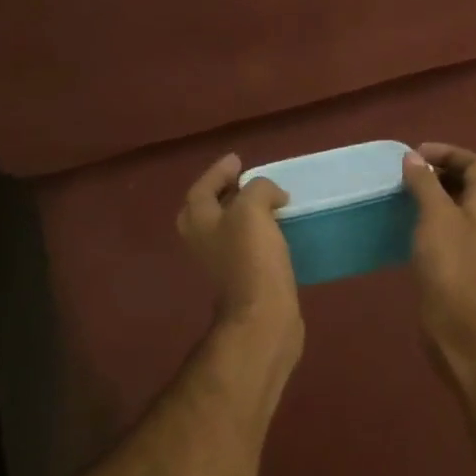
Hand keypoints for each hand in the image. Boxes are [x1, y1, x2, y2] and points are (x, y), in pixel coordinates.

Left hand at [177, 154, 303, 370]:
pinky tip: (277, 231)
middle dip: (224, 193)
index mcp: (198, 221)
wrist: (263, 315)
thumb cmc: (252, 258)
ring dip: (243, 213)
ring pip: (227, 228)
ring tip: (267, 203)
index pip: (202, 186)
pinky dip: (257, 233)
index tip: (239, 160)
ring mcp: (220, 262)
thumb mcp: (253, 209)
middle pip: (208, 209)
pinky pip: (245, 246)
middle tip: (246, 181)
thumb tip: (271, 195)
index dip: (219, 171)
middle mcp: (202, 241)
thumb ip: (258, 189)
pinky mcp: (241, 278)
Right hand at [402, 143, 475, 375]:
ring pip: (453, 204)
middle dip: (439, 170)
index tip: (417, 154)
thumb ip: (425, 183)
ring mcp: (470, 240)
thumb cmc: (448, 262)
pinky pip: (443, 225)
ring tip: (402, 191)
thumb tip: (412, 157)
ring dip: (431, 193)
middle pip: (466, 182)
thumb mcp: (435, 215)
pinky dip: (426, 215)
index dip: (449, 152)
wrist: (453, 320)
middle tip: (407, 172)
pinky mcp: (455, 259)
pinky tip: (405, 222)